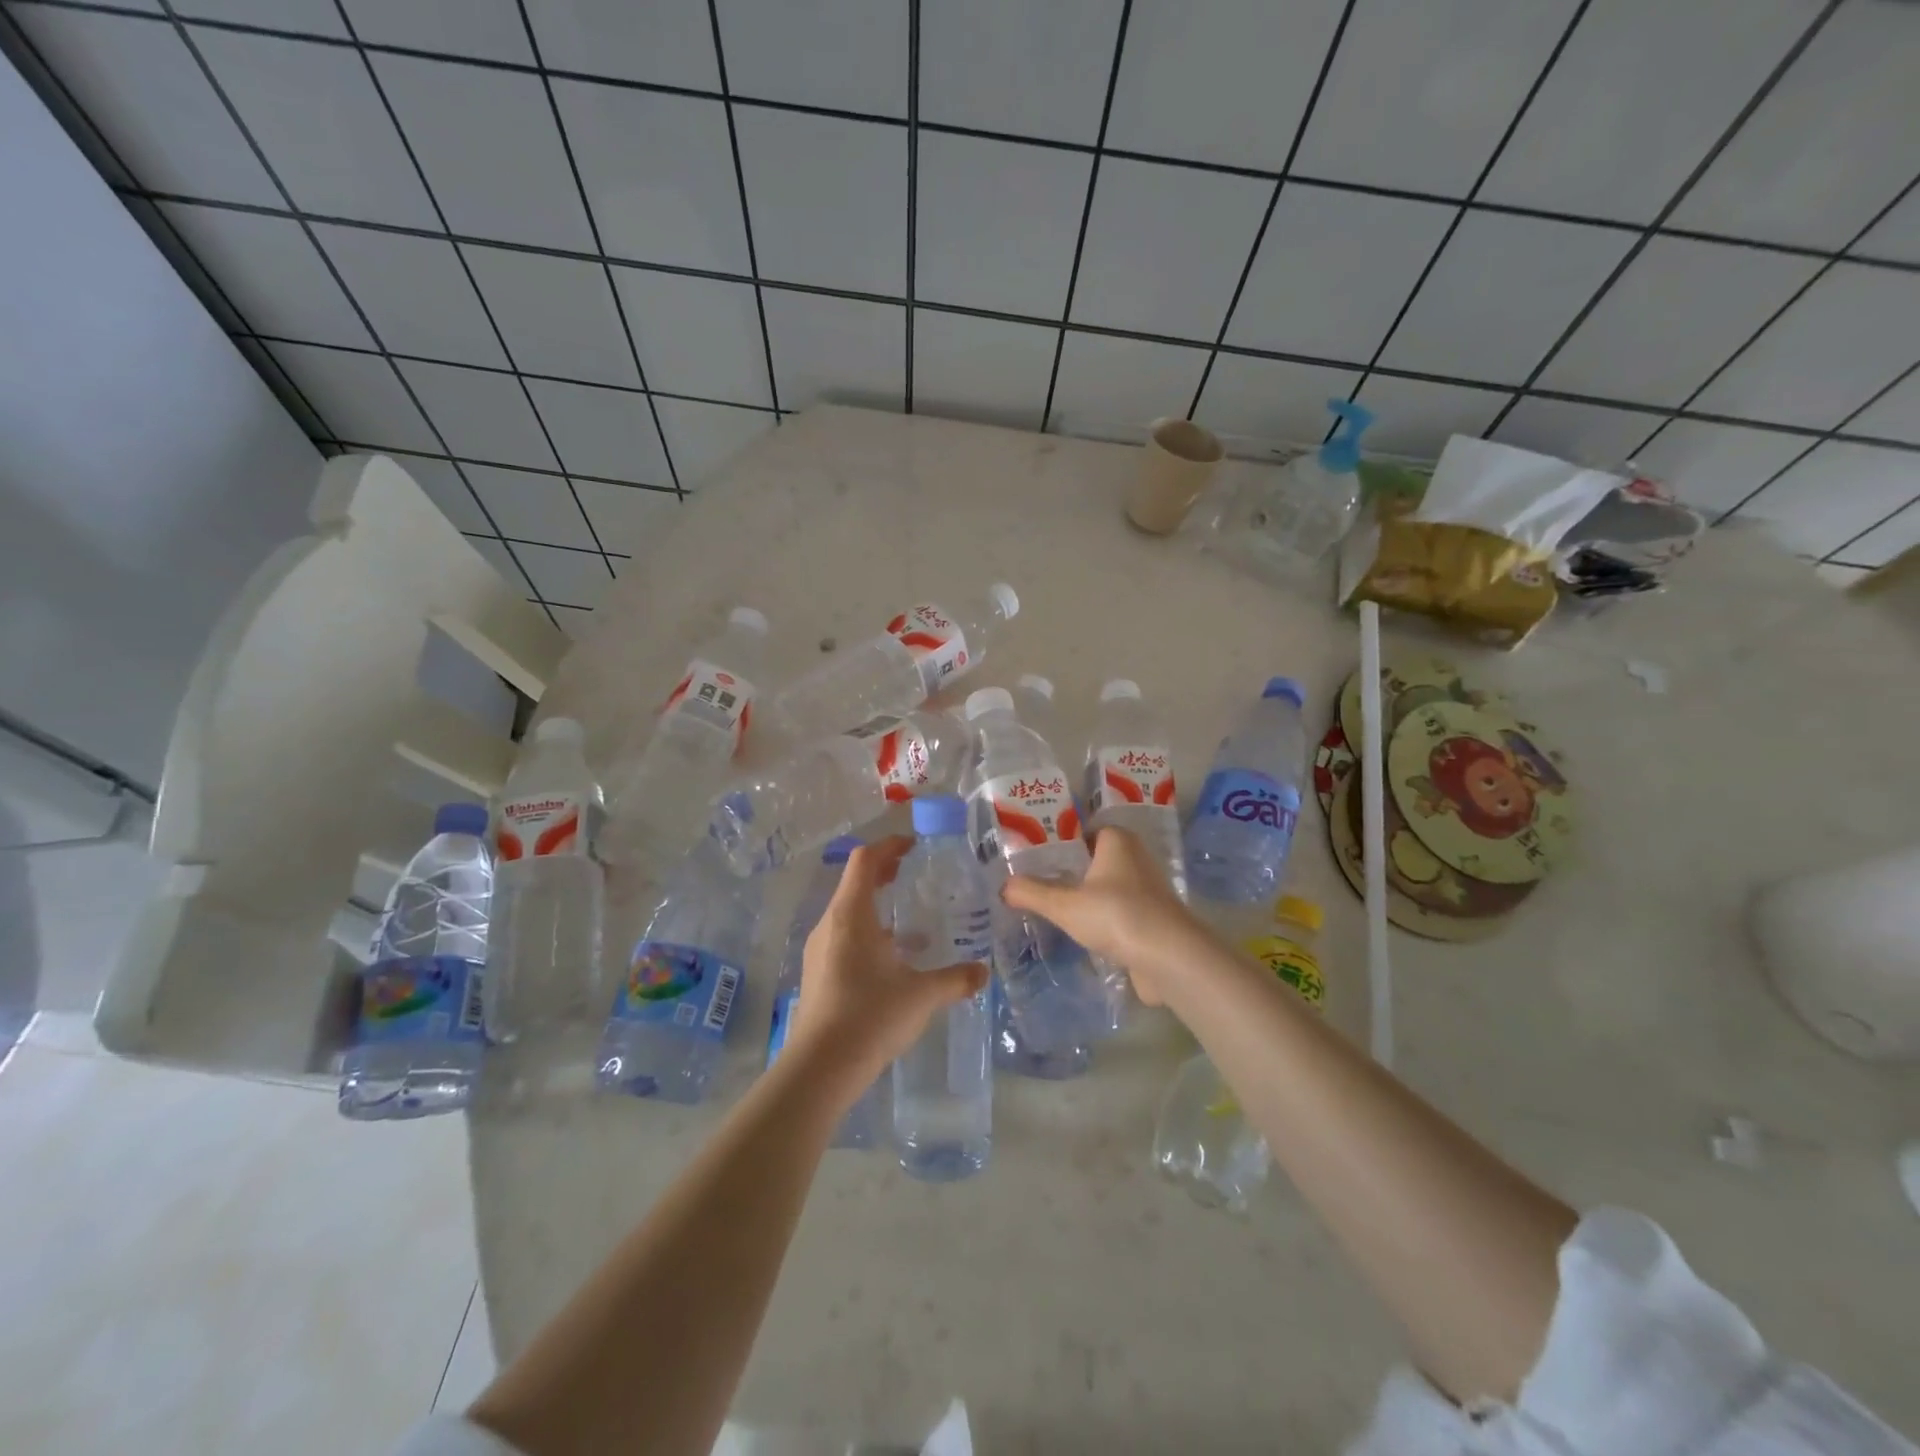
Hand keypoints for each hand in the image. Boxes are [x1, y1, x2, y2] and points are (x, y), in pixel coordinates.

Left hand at [787, 836, 988, 1088]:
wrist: (820, 1067)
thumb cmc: (871, 1016)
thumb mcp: (922, 995)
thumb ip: (955, 979)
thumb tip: (983, 973)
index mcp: (850, 914)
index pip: (864, 861)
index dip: (888, 846)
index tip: (913, 846)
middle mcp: (830, 925)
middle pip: (855, 883)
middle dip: (884, 873)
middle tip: (914, 873)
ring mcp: (819, 950)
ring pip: (849, 914)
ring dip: (877, 907)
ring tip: (911, 921)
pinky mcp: (818, 974)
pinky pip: (844, 939)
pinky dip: (869, 935)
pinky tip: (894, 961)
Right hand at [1000, 827, 1200, 1005]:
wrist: (1170, 958)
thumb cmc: (1117, 915)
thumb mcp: (1064, 905)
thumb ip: (1032, 893)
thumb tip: (1003, 887)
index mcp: (1116, 840)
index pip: (1081, 831)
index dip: (1056, 842)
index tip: (1030, 857)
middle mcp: (1135, 857)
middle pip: (1092, 860)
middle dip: (1067, 871)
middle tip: (1033, 883)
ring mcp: (1146, 889)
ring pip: (1105, 888)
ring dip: (1084, 898)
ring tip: (1050, 908)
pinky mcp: (1152, 918)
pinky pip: (1117, 912)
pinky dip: (1100, 919)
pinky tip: (1078, 932)